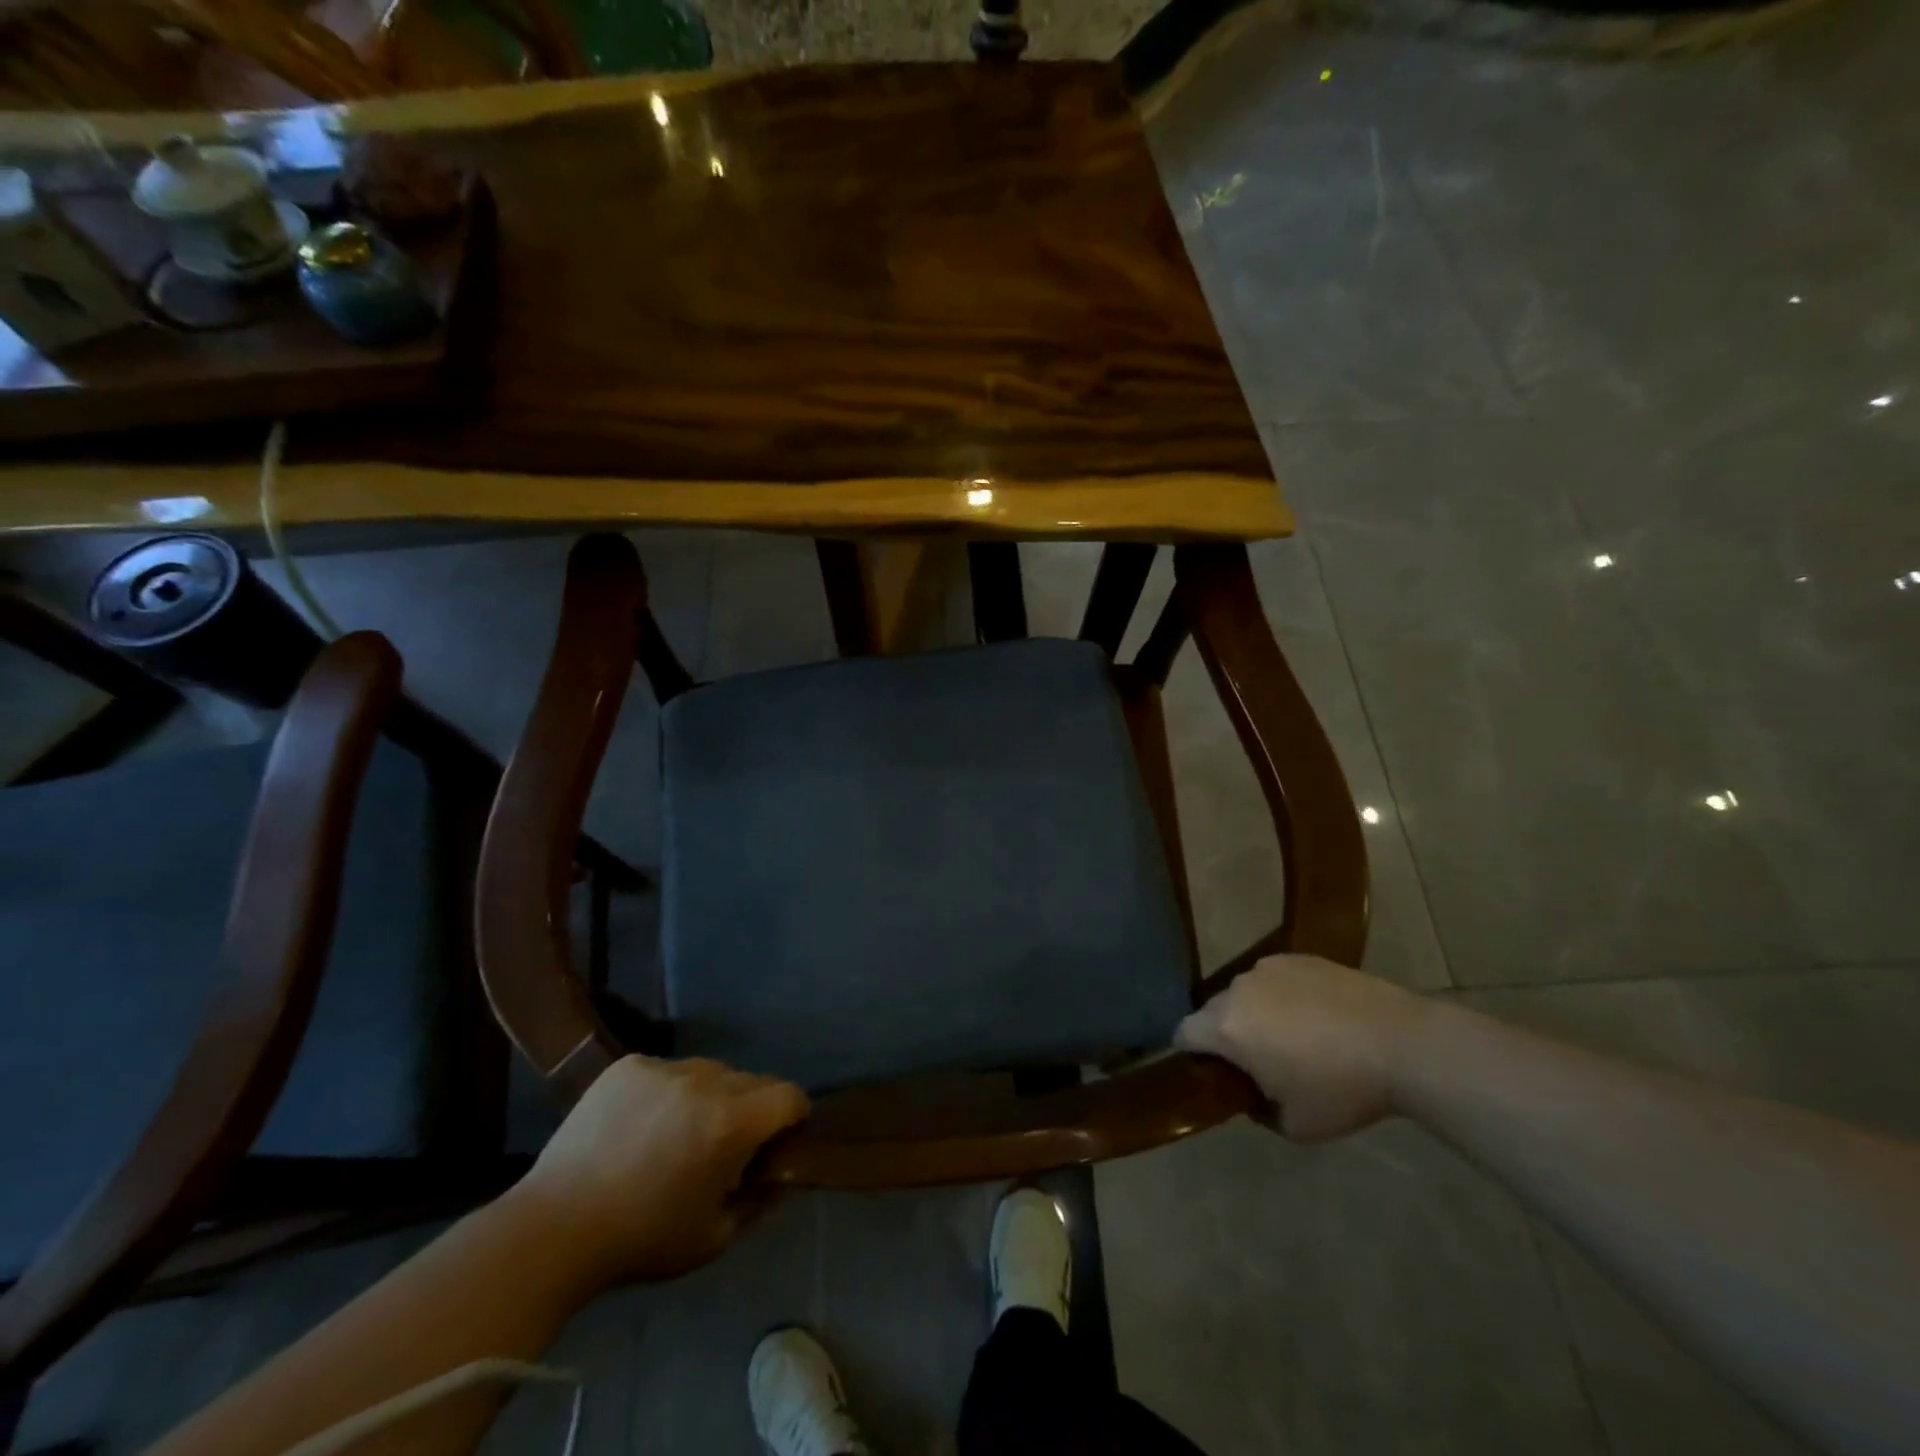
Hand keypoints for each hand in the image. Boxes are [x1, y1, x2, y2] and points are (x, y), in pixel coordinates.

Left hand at [510, 1055, 808, 1285]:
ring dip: (710, 1096)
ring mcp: (664, 1068)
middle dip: (750, 1109)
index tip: (780, 1138)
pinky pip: (667, 1071)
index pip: (789, 1095)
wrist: (553, 1231)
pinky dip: (668, 1092)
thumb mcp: (713, 1238)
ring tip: (678, 1134)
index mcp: (730, 1122)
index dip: (793, 1116)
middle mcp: (705, 1082)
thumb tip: (777, 1174)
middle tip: (725, 1145)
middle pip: (751, 1080)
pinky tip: (641, 1125)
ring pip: (710, 1072)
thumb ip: (758, 1201)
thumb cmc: (641, 1241)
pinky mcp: (629, 1066)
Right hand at [1175, 955, 1432, 1142]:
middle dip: (1224, 1032)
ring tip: (1292, 1036)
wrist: (1402, 1043)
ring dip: (1254, 1012)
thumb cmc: (1341, 1089)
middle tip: (1255, 1060)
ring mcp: (1268, 967)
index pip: (1183, 1033)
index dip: (1189, 1053)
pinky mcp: (1299, 957)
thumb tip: (1251, 1094)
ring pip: (1245, 992)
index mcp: (1226, 1028)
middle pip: (1212, 1010)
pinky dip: (1283, 996)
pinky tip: (1316, 1016)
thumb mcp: (1294, 1125)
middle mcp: (1238, 989)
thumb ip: (1257, 1109)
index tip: (1210, 1071)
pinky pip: (1275, 978)